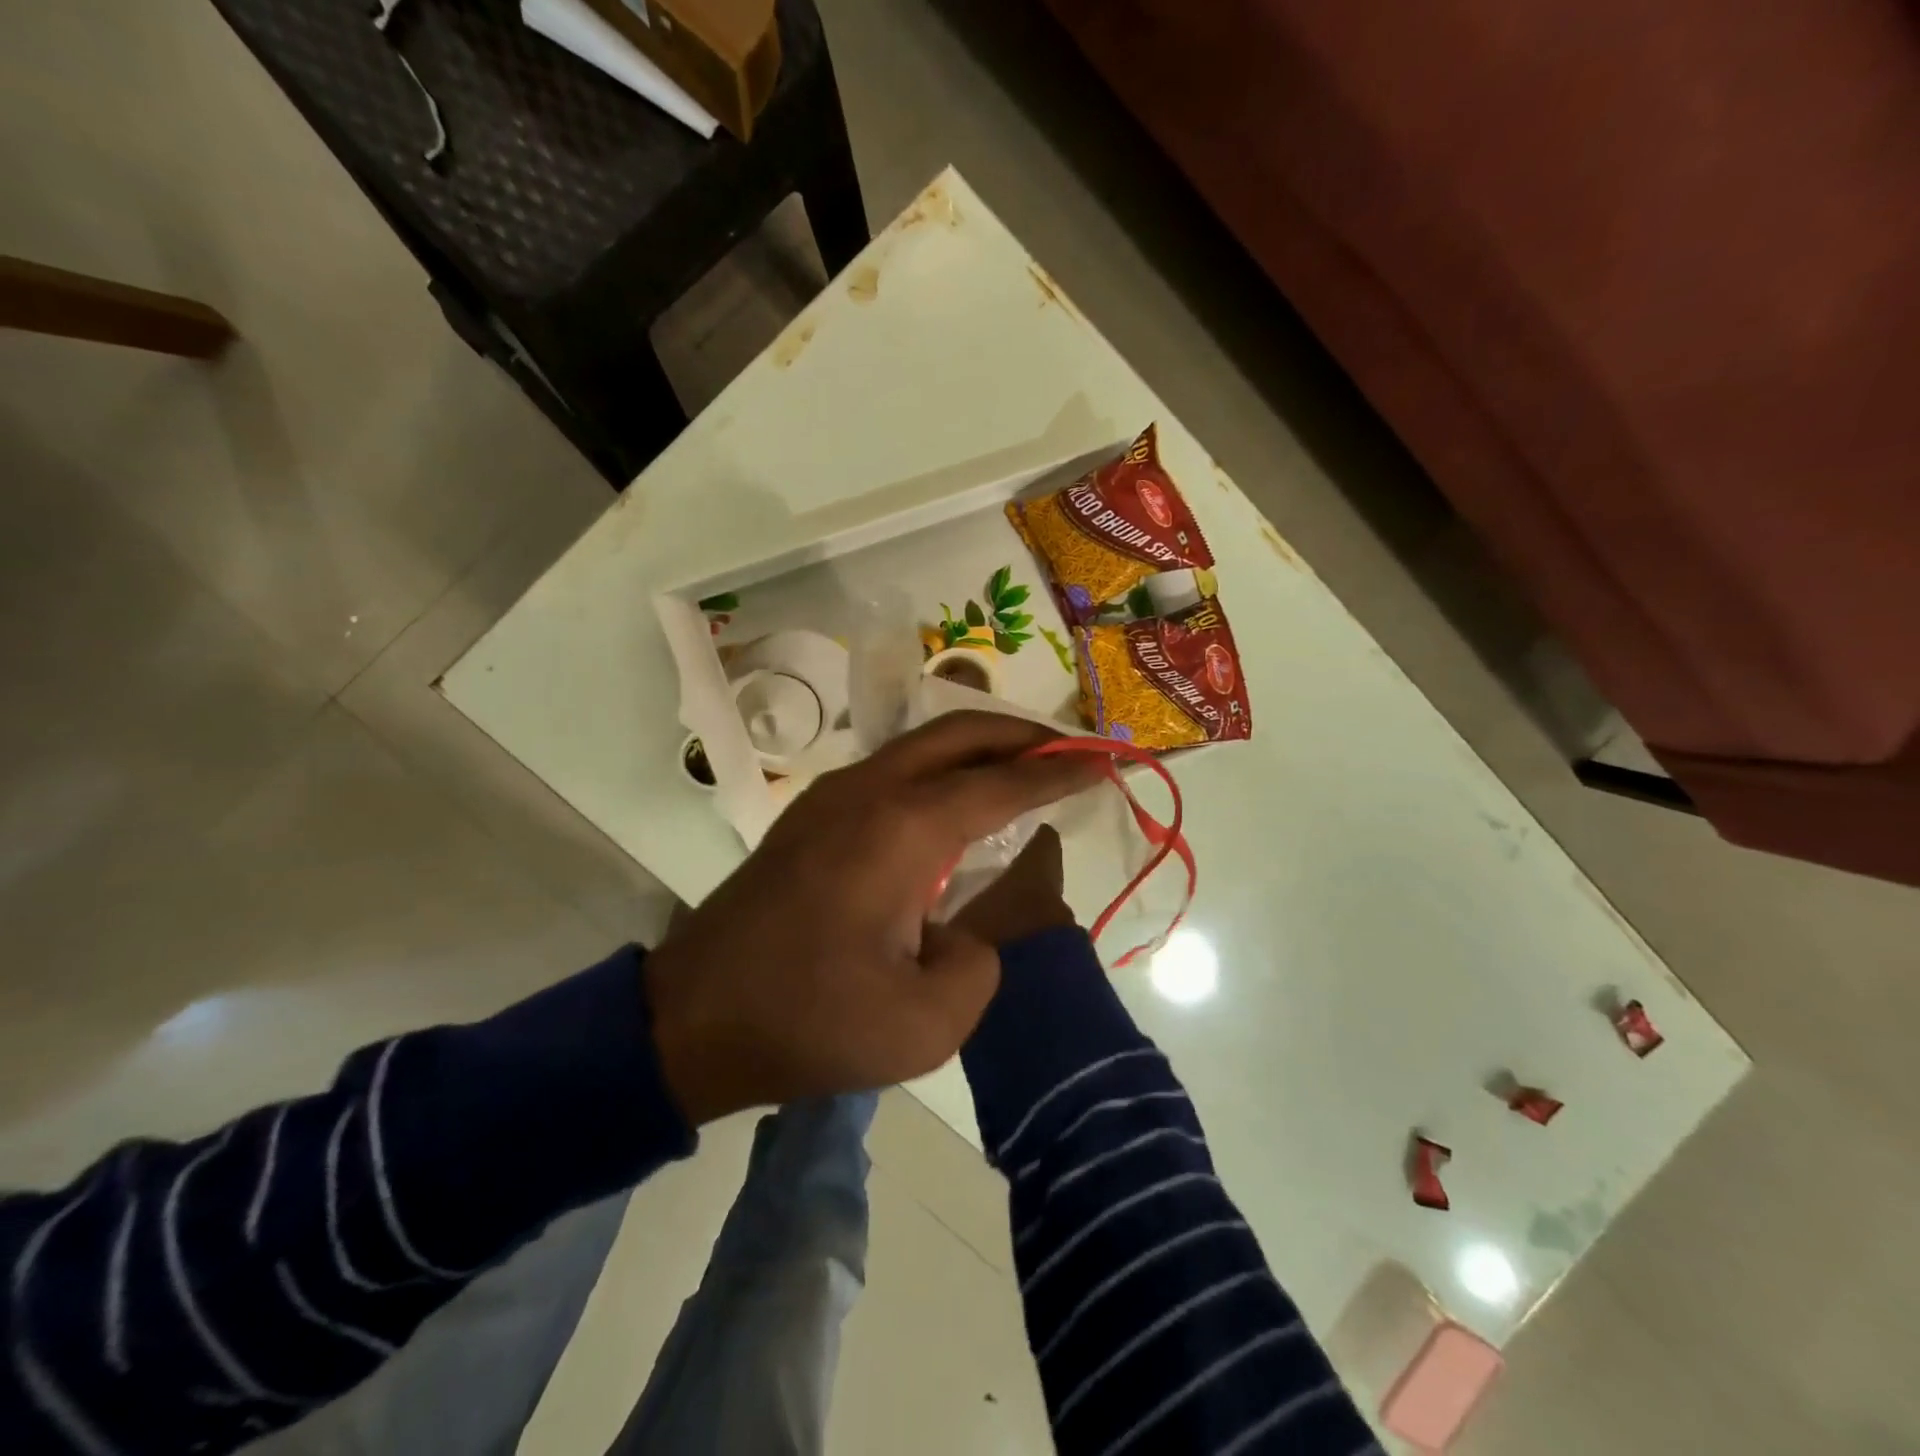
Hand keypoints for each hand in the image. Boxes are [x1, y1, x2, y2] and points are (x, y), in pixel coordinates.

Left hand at [643, 711, 1104, 1124]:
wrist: (691, 1018)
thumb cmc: (808, 1021)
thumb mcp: (923, 1024)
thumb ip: (978, 963)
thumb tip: (966, 930)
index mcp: (902, 830)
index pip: (1002, 784)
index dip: (1060, 772)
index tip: (1105, 761)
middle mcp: (868, 792)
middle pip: (959, 734)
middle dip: (1021, 734)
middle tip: (1070, 749)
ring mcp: (832, 797)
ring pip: (921, 745)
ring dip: (977, 747)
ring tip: (1022, 769)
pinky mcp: (810, 816)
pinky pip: (892, 771)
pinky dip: (939, 770)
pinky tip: (955, 805)